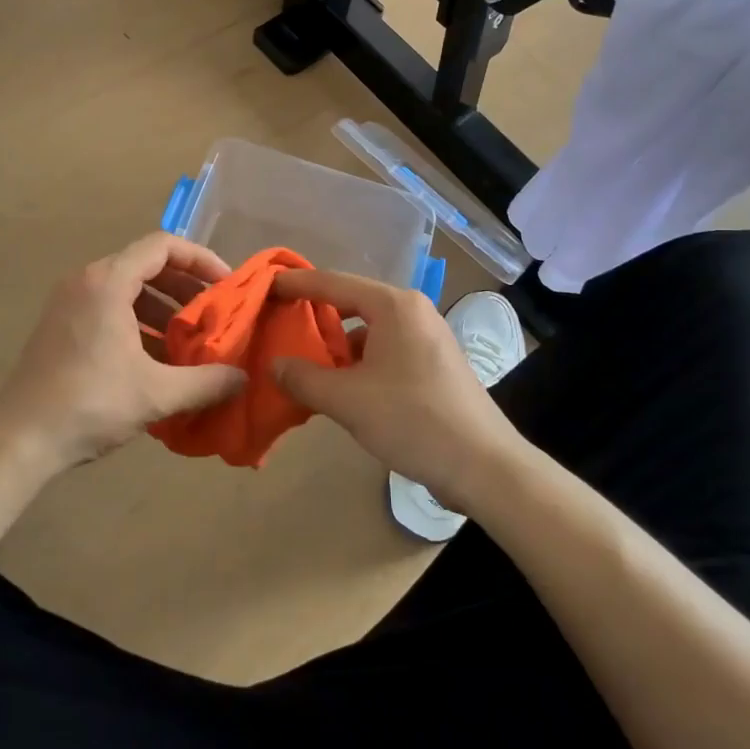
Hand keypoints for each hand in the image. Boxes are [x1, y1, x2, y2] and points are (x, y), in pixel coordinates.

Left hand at [0, 234, 248, 475]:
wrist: (20, 439)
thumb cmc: (90, 404)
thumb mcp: (156, 394)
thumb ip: (206, 381)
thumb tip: (243, 377)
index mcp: (108, 282)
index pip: (163, 246)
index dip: (201, 259)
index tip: (227, 285)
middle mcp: (86, 281)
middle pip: (146, 265)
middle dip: (185, 287)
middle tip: (215, 313)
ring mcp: (69, 303)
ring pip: (128, 289)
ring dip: (163, 308)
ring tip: (192, 339)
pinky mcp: (61, 326)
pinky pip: (109, 308)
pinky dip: (139, 322)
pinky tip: (158, 358)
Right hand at [271, 270, 524, 507]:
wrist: (484, 466)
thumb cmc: (413, 420)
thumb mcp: (347, 400)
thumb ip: (304, 377)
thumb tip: (275, 364)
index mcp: (394, 306)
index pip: (333, 282)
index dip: (296, 284)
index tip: (265, 287)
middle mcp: (412, 312)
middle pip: (351, 304)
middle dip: (314, 318)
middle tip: (279, 328)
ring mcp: (427, 338)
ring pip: (368, 331)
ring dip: (336, 347)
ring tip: (305, 367)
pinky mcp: (434, 364)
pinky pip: (384, 351)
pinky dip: (359, 364)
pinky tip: (341, 389)